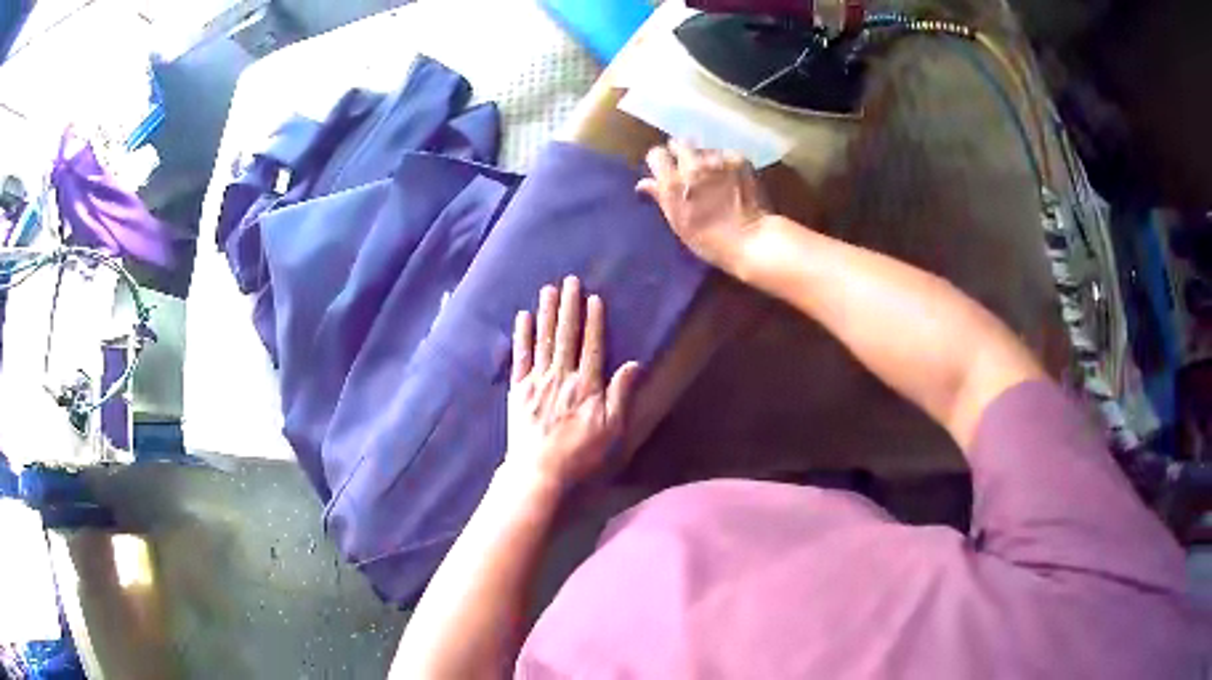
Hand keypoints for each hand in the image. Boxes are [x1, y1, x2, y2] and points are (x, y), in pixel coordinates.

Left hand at [506, 276, 641, 490]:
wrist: (539, 471)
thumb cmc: (580, 454)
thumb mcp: (612, 430)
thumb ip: (621, 395)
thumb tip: (634, 364)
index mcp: (586, 385)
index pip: (592, 345)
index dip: (593, 320)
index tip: (593, 297)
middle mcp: (562, 376)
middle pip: (566, 335)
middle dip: (569, 306)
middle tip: (569, 281)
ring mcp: (537, 381)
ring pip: (544, 340)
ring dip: (547, 313)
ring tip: (549, 289)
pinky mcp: (518, 390)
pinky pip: (520, 357)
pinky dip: (522, 336)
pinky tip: (523, 317)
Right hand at [637, 139, 769, 270]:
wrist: (750, 240)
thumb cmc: (709, 240)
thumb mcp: (678, 223)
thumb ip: (660, 198)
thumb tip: (643, 183)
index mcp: (673, 182)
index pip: (656, 154)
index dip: (660, 161)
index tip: (666, 169)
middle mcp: (692, 165)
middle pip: (679, 143)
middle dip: (681, 152)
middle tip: (689, 169)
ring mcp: (717, 160)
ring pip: (704, 148)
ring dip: (705, 159)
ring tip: (715, 177)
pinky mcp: (739, 159)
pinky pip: (725, 154)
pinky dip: (726, 163)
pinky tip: (732, 178)